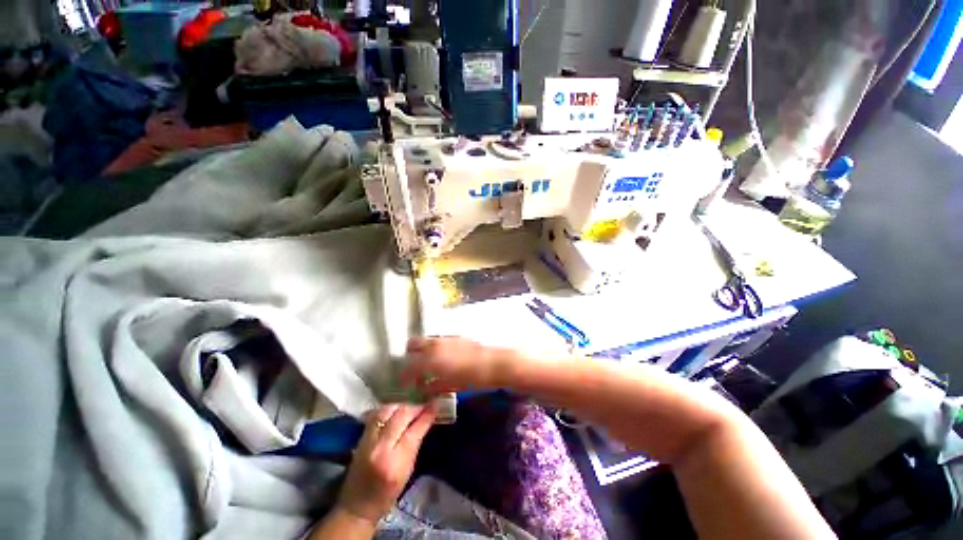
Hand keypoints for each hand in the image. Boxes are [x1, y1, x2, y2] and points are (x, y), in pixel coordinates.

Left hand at [336, 404, 436, 524]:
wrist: (356, 507)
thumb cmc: (386, 495)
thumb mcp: (407, 472)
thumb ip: (415, 445)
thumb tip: (426, 421)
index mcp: (396, 462)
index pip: (415, 430)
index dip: (427, 415)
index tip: (436, 404)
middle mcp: (381, 448)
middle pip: (401, 415)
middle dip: (415, 407)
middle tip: (424, 406)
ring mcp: (368, 441)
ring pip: (388, 410)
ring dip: (402, 406)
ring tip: (410, 408)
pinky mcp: (361, 438)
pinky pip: (377, 415)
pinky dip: (389, 409)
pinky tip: (395, 411)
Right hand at [401, 337, 514, 392]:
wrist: (493, 363)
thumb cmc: (471, 378)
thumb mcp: (449, 386)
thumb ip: (431, 386)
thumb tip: (422, 387)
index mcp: (430, 358)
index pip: (408, 365)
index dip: (404, 375)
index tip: (404, 382)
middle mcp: (435, 344)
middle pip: (412, 344)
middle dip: (409, 355)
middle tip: (412, 368)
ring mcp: (445, 338)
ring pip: (425, 340)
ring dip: (421, 350)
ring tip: (426, 364)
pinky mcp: (455, 336)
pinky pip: (438, 339)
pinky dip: (434, 347)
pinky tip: (441, 358)